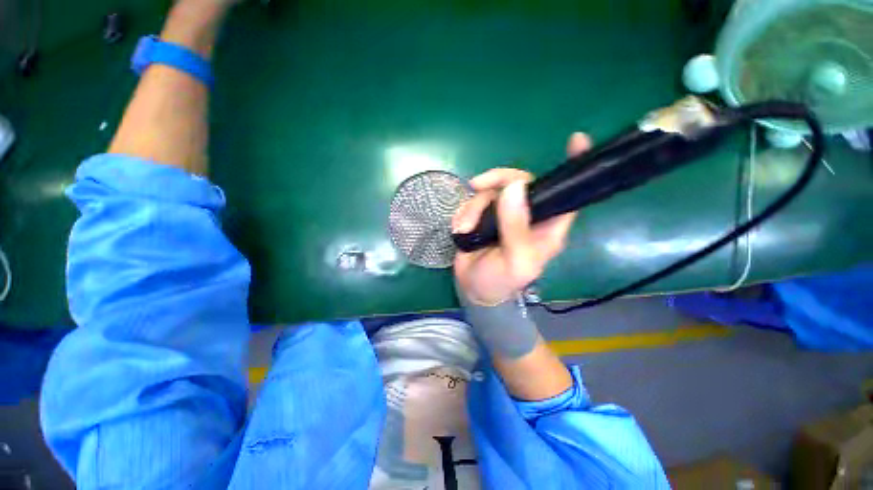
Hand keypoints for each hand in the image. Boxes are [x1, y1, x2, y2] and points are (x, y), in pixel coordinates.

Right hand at [452, 133, 591, 304]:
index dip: (573, 168)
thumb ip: (516, 228)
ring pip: (492, 190)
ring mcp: (504, 213)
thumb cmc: (500, 281)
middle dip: (497, 181)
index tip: (576, 140)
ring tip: (465, 229)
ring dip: (473, 208)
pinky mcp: (484, 215)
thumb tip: (514, 187)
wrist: (472, 288)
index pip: (567, 195)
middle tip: (477, 186)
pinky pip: (474, 200)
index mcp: (547, 227)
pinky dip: (464, 212)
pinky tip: (461, 229)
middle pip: (519, 182)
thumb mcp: (513, 262)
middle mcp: (528, 215)